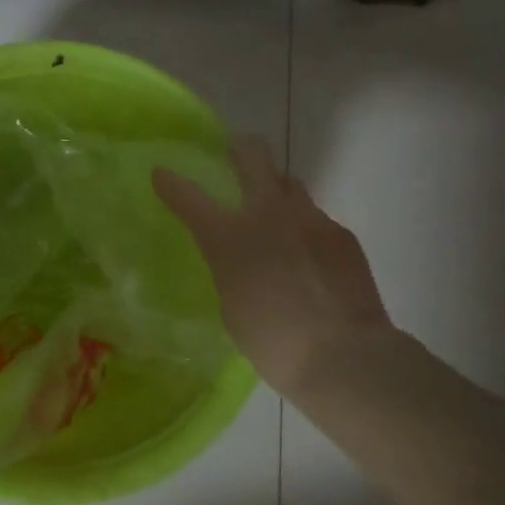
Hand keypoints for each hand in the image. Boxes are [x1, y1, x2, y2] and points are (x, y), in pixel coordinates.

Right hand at [154, 136, 389, 393]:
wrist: (343, 355)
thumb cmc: (272, 340)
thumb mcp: (231, 303)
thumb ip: (231, 267)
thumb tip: (243, 257)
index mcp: (229, 236)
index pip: (189, 197)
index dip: (171, 183)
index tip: (161, 173)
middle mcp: (268, 214)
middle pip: (253, 156)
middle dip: (241, 149)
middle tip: (237, 153)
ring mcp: (310, 219)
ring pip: (290, 184)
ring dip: (278, 193)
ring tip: (280, 220)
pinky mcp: (341, 234)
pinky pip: (317, 220)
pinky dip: (307, 232)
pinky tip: (312, 261)